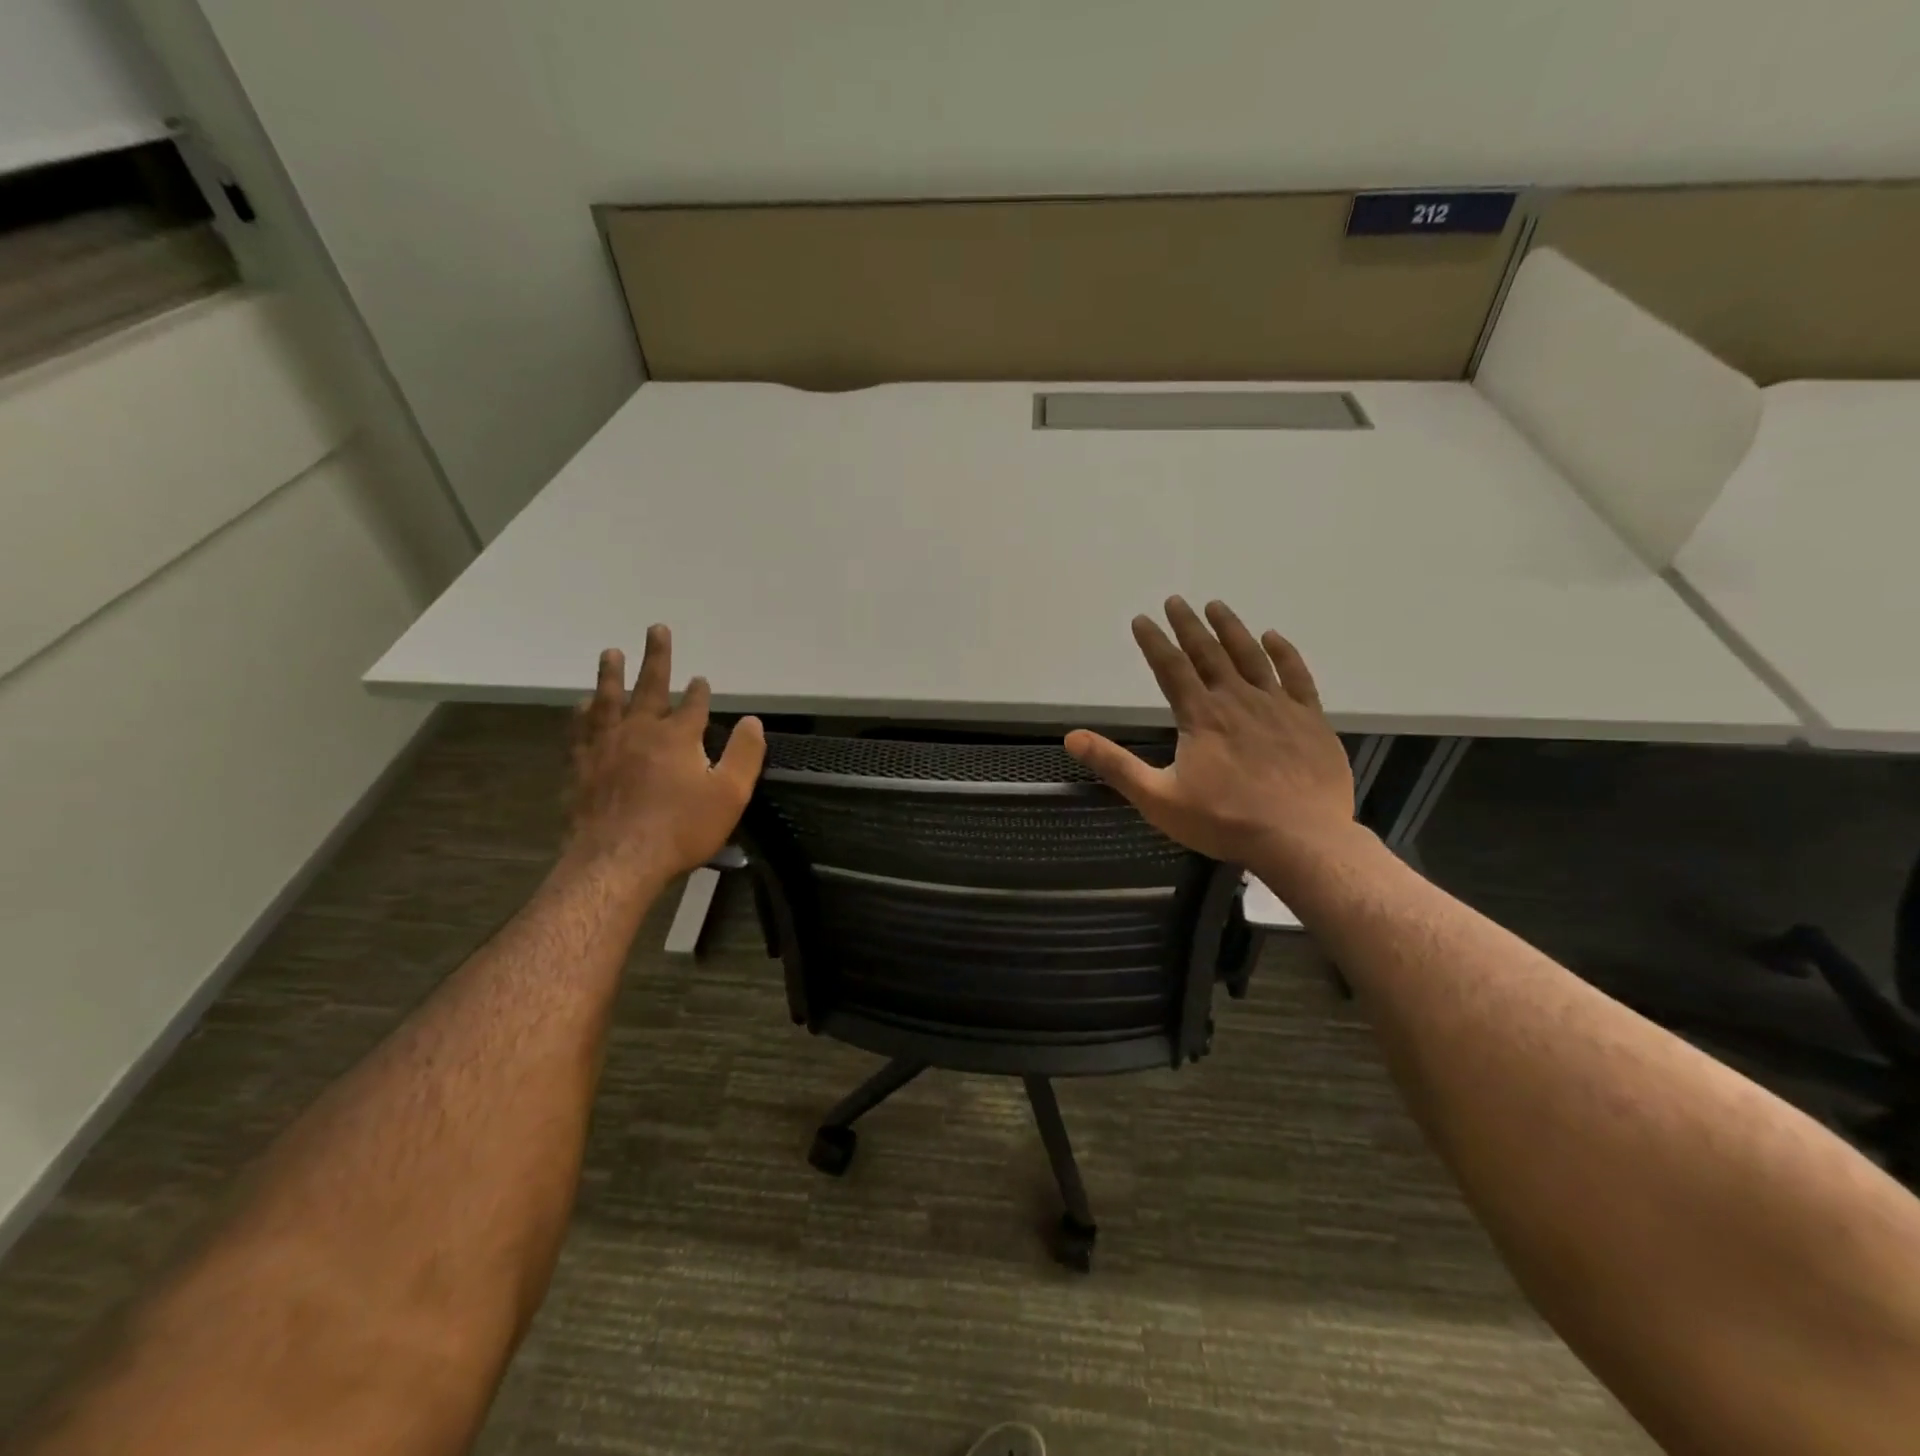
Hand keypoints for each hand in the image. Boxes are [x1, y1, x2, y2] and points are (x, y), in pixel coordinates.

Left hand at [564, 625, 765, 884]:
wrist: (618, 861)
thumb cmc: (681, 829)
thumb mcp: (730, 794)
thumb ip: (745, 754)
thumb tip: (754, 720)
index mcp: (678, 736)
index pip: (693, 704)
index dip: (700, 691)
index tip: (702, 679)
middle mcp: (639, 730)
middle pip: (649, 686)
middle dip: (656, 656)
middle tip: (655, 629)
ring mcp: (605, 746)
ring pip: (607, 699)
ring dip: (611, 674)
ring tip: (610, 653)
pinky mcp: (581, 766)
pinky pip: (580, 729)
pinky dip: (582, 713)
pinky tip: (581, 705)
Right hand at [1065, 598, 1355, 885]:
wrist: (1300, 839)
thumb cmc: (1224, 821)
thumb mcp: (1158, 798)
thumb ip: (1116, 765)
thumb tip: (1071, 738)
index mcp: (1201, 716)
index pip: (1170, 668)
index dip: (1153, 642)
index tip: (1141, 619)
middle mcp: (1237, 700)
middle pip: (1208, 653)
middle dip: (1188, 625)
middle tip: (1176, 601)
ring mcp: (1277, 706)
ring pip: (1251, 656)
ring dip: (1231, 628)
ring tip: (1216, 605)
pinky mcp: (1309, 719)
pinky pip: (1296, 676)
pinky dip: (1283, 653)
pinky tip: (1272, 637)